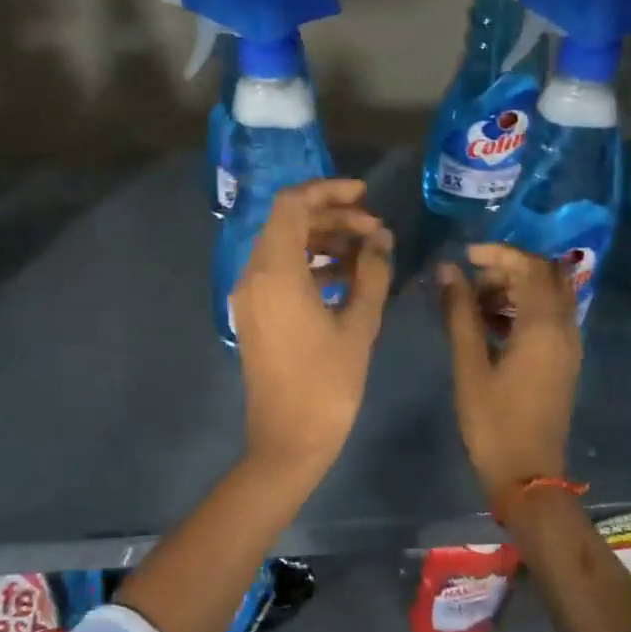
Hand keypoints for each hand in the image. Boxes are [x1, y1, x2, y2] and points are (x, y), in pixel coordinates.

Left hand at [233, 179, 392, 476]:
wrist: (288, 441)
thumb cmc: (327, 384)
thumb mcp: (359, 325)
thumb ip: (372, 273)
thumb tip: (380, 239)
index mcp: (275, 271)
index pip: (292, 204)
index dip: (328, 190)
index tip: (365, 195)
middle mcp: (253, 275)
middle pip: (288, 222)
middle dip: (332, 217)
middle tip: (374, 228)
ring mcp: (250, 296)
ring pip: (284, 247)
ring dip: (323, 241)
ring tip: (367, 253)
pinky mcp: (255, 314)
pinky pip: (280, 273)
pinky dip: (310, 265)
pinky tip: (346, 278)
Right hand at [439, 244, 581, 503]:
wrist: (528, 476)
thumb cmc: (493, 421)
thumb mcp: (469, 364)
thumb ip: (460, 312)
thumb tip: (447, 269)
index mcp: (544, 326)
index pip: (530, 266)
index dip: (498, 253)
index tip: (465, 256)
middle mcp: (564, 328)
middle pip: (545, 275)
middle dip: (508, 268)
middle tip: (471, 280)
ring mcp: (568, 345)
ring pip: (548, 296)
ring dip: (514, 288)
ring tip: (474, 305)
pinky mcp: (563, 360)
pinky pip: (549, 317)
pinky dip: (523, 309)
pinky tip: (490, 326)